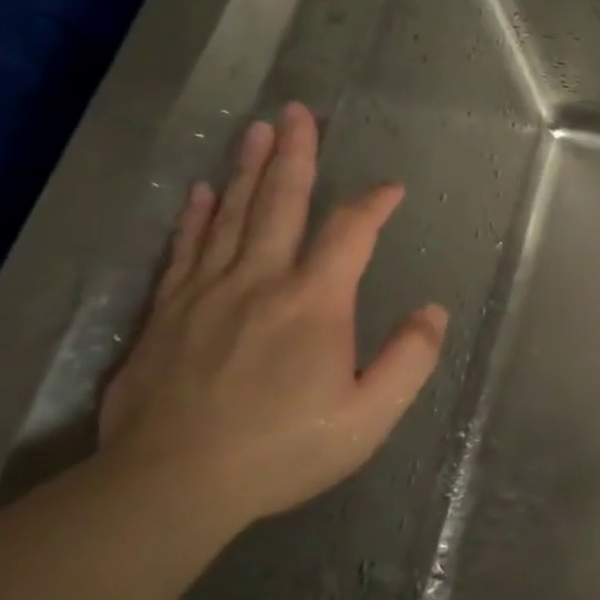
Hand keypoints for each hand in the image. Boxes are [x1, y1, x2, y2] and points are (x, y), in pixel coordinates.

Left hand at [100, 103, 446, 532]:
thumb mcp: (369, 416)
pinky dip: (197, 216)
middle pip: (280, 202)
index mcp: (313, 302)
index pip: (349, 233)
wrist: (170, 486)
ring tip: (257, 130)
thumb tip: (433, 311)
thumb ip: (409, 359)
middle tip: (298, 112)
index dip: (373, 204)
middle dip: (295, 154)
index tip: (392, 188)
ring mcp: (206, 292)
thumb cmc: (283, 451)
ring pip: (231, 215)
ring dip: (248, 169)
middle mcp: (260, 280)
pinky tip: (203, 191)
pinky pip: (185, 249)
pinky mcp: (166, 312)